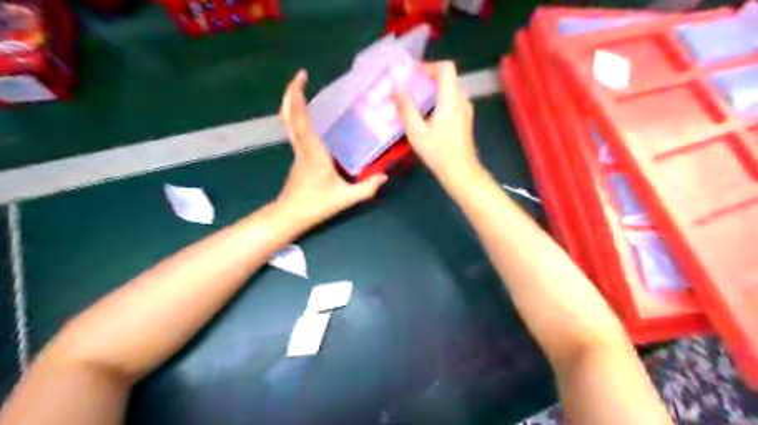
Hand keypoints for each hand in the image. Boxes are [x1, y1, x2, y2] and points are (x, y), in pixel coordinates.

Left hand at [276, 70, 386, 228]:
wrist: (290, 215)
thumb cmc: (316, 205)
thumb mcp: (345, 198)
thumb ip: (366, 188)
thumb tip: (384, 177)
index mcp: (313, 151)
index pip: (301, 119)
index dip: (298, 96)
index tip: (302, 77)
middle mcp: (302, 147)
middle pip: (289, 115)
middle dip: (291, 93)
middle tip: (300, 77)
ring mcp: (296, 152)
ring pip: (288, 122)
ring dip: (291, 103)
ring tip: (301, 90)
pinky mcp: (296, 158)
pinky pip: (293, 131)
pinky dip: (295, 117)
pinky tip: (307, 117)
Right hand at [394, 59, 480, 185]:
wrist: (460, 171)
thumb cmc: (437, 152)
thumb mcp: (416, 131)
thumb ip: (406, 107)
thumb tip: (395, 86)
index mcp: (450, 99)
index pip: (446, 68)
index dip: (429, 65)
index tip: (412, 73)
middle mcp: (461, 100)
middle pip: (448, 76)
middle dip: (429, 76)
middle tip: (410, 85)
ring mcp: (465, 110)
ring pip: (451, 88)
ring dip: (434, 88)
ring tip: (416, 98)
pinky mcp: (465, 119)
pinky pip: (453, 99)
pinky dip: (440, 98)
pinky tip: (428, 112)